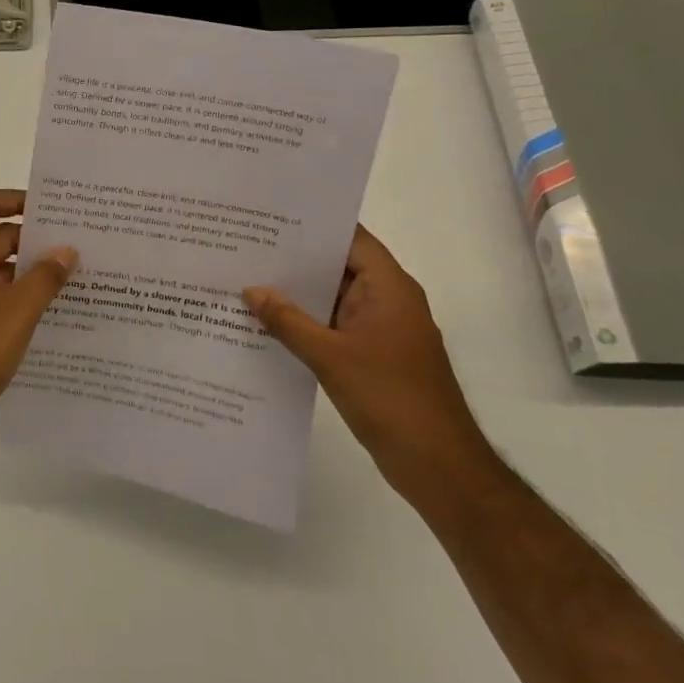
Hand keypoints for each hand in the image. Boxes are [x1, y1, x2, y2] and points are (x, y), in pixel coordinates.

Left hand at [0, 190, 77, 470]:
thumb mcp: (18, 308)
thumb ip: (46, 275)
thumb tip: (67, 249)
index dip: (14, 199)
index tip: (50, 207)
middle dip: (31, 238)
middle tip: (74, 244)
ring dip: (26, 271)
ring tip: (70, 277)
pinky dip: (16, 298)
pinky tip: (47, 312)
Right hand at [245, 226, 494, 501]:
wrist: (438, 466)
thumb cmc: (390, 399)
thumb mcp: (330, 357)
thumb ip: (288, 321)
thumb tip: (251, 290)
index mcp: (389, 289)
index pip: (351, 239)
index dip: (314, 226)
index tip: (271, 216)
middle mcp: (387, 301)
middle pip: (338, 266)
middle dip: (295, 259)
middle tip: (246, 245)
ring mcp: (380, 330)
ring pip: (332, 299)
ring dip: (297, 294)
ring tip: (246, 278)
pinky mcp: (372, 356)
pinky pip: (333, 326)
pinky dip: (305, 322)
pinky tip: (266, 323)